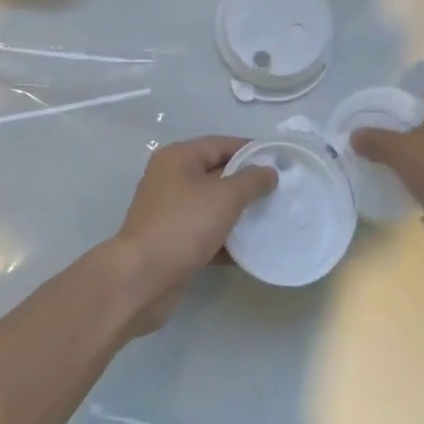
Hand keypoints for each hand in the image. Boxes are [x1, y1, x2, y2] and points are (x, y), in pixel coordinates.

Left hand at [110, 136, 277, 334]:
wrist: (142, 279)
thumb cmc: (183, 225)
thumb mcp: (225, 197)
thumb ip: (251, 180)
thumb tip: (269, 171)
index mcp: (179, 158)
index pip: (221, 144)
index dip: (251, 150)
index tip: (280, 162)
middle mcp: (171, 179)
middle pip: (217, 174)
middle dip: (248, 184)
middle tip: (281, 192)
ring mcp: (170, 212)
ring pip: (213, 206)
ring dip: (239, 214)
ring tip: (272, 219)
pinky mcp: (173, 242)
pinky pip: (206, 233)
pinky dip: (227, 240)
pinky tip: (252, 250)